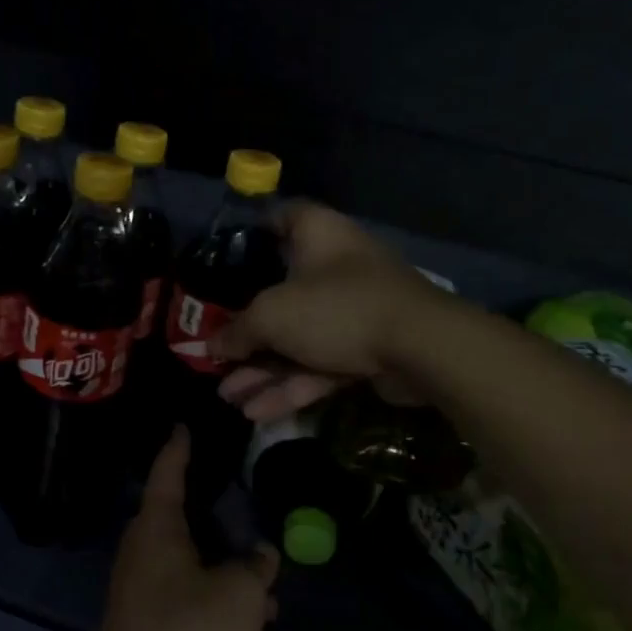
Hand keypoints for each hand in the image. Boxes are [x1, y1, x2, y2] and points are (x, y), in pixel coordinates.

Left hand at [54, 428, 283, 630]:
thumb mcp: (237, 596)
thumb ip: (255, 571)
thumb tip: (261, 556)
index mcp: (159, 532)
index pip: (168, 475)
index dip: (179, 449)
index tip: (184, 426)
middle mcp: (148, 560)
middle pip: (186, 534)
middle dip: (224, 538)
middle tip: (251, 527)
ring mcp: (149, 605)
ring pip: (198, 588)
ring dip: (234, 600)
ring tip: (275, 609)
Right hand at [208, 201, 436, 421]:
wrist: (421, 348)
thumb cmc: (337, 307)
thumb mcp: (273, 315)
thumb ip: (238, 330)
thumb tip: (210, 346)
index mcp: (317, 236)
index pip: (283, 217)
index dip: (255, 231)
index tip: (229, 255)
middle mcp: (335, 267)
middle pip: (282, 293)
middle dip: (248, 331)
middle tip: (217, 354)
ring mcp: (353, 310)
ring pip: (299, 339)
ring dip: (263, 370)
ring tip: (228, 397)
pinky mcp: (367, 348)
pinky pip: (320, 364)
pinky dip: (291, 385)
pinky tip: (258, 412)